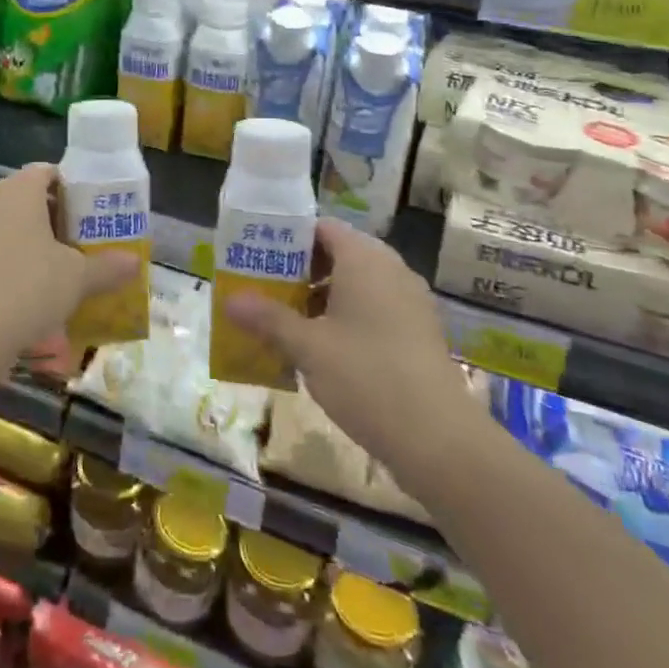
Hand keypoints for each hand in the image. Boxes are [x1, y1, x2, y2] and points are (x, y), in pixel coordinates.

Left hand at [0, 164, 137, 373]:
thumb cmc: (28, 286)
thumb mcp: (78, 277)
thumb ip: (108, 266)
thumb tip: (136, 263)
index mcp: (19, 189)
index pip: (50, 172)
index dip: (76, 187)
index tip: (99, 209)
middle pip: (34, 200)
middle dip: (63, 219)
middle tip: (92, 239)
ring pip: (17, 229)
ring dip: (43, 245)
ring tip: (74, 267)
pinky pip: (2, 252)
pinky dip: (23, 264)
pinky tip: (46, 290)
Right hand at [225, 218, 476, 486]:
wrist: (439, 439)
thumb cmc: (366, 377)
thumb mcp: (308, 347)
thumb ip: (268, 319)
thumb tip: (229, 301)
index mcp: (364, 259)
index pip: (321, 228)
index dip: (288, 238)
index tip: (258, 256)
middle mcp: (390, 269)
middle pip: (338, 255)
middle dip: (300, 271)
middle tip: (264, 290)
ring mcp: (409, 301)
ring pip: (356, 285)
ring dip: (321, 298)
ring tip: (286, 322)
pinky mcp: (418, 331)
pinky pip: (375, 309)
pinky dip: (347, 318)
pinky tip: (323, 350)